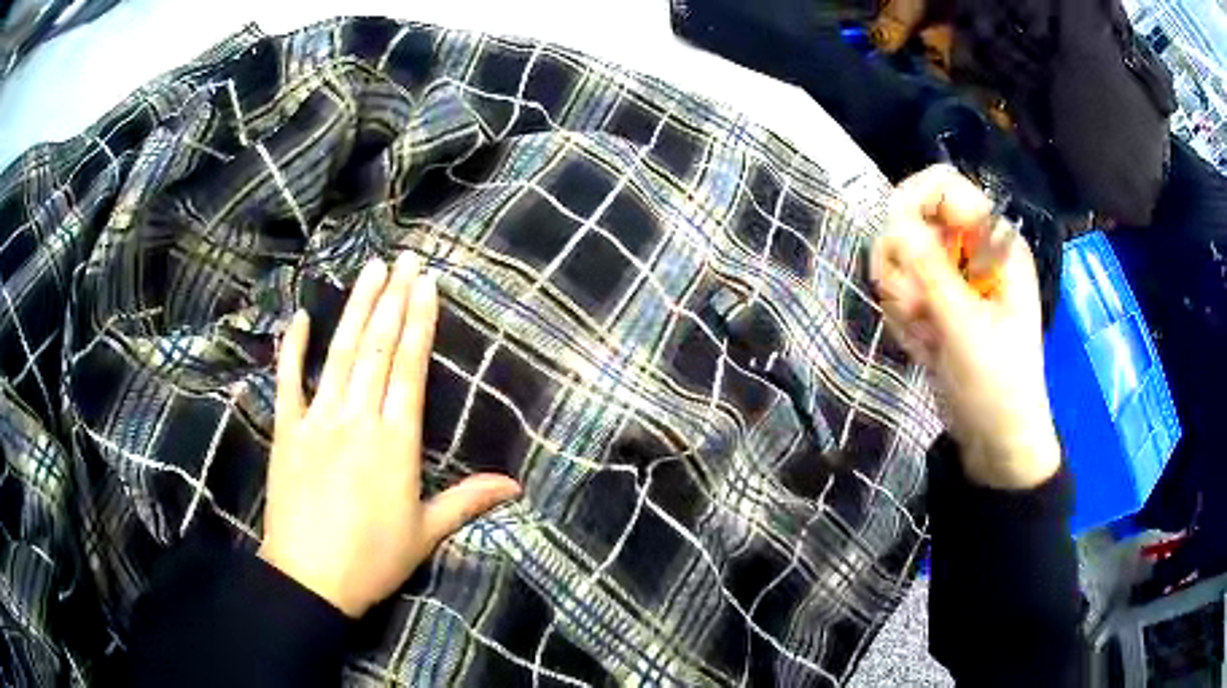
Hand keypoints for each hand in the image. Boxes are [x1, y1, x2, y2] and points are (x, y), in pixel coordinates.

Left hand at [260, 254, 521, 617]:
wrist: (311, 579)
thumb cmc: (373, 559)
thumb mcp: (427, 532)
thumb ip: (468, 500)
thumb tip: (516, 485)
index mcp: (396, 441)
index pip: (409, 367)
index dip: (419, 321)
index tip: (426, 283)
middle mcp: (358, 419)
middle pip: (377, 347)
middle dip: (393, 298)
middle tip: (404, 257)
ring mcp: (318, 420)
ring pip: (340, 353)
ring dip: (356, 308)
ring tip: (370, 268)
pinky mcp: (286, 431)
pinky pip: (288, 381)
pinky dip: (292, 348)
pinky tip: (299, 318)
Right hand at [870, 165, 1060, 489]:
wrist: (997, 440)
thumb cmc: (998, 382)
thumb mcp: (965, 325)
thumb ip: (930, 269)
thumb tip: (892, 222)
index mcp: (993, 243)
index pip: (942, 186)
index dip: (911, 202)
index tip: (893, 243)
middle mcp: (972, 251)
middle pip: (912, 221)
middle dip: (904, 266)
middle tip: (916, 307)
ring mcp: (953, 279)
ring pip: (900, 260)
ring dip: (903, 299)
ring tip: (927, 336)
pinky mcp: (937, 305)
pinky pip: (900, 292)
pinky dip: (904, 320)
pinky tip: (925, 347)